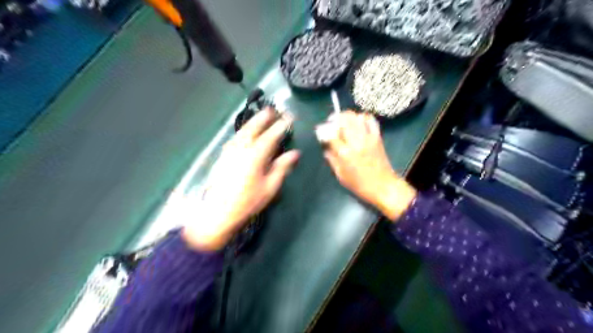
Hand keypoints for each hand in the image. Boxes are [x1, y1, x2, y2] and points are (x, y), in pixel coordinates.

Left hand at [181, 108, 300, 250]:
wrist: (218, 212)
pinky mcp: (223, 156)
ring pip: (242, 131)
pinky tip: (245, 132)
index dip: (281, 125)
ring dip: (252, 121)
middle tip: (272, 109)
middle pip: (253, 128)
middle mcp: (241, 148)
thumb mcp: (270, 187)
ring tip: (260, 115)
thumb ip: (282, 167)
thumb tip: (295, 153)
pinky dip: (243, 131)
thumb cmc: (248, 201)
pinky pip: (235, 137)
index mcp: (256, 155)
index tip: (289, 117)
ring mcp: (230, 151)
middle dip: (264, 117)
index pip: (271, 135)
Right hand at [320, 110, 415, 221]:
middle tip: (331, 122)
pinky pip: (370, 120)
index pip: (330, 134)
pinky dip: (362, 117)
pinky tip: (358, 122)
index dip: (323, 130)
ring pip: (356, 116)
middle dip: (335, 118)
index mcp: (345, 153)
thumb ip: (331, 159)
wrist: (383, 186)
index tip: (320, 131)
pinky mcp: (377, 137)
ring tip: (344, 121)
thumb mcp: (340, 175)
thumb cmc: (359, 184)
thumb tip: (326, 146)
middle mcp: (356, 141)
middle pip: (344, 119)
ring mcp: (368, 137)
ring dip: (347, 116)